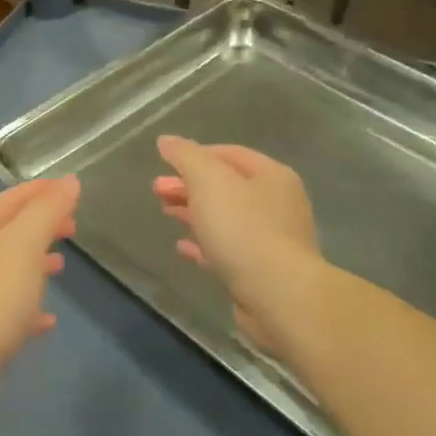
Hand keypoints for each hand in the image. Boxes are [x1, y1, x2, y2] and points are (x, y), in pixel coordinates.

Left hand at [0, 177, 79, 410]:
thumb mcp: (22, 246)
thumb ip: (45, 212)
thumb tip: (69, 181)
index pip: (10, 201)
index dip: (40, 191)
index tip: (71, 189)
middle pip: (8, 234)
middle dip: (40, 226)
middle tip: (72, 227)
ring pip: (8, 271)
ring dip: (34, 264)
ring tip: (62, 266)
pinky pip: (9, 310)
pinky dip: (30, 307)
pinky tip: (48, 320)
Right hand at [154, 136, 321, 359]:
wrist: (278, 295)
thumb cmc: (243, 230)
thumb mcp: (209, 182)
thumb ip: (187, 157)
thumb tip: (167, 141)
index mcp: (271, 176)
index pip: (229, 154)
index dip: (195, 155)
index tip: (165, 163)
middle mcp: (277, 203)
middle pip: (226, 186)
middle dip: (189, 185)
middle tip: (157, 190)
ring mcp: (271, 238)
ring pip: (225, 217)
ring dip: (193, 211)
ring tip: (165, 212)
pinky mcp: (261, 270)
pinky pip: (227, 248)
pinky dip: (203, 243)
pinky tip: (182, 246)